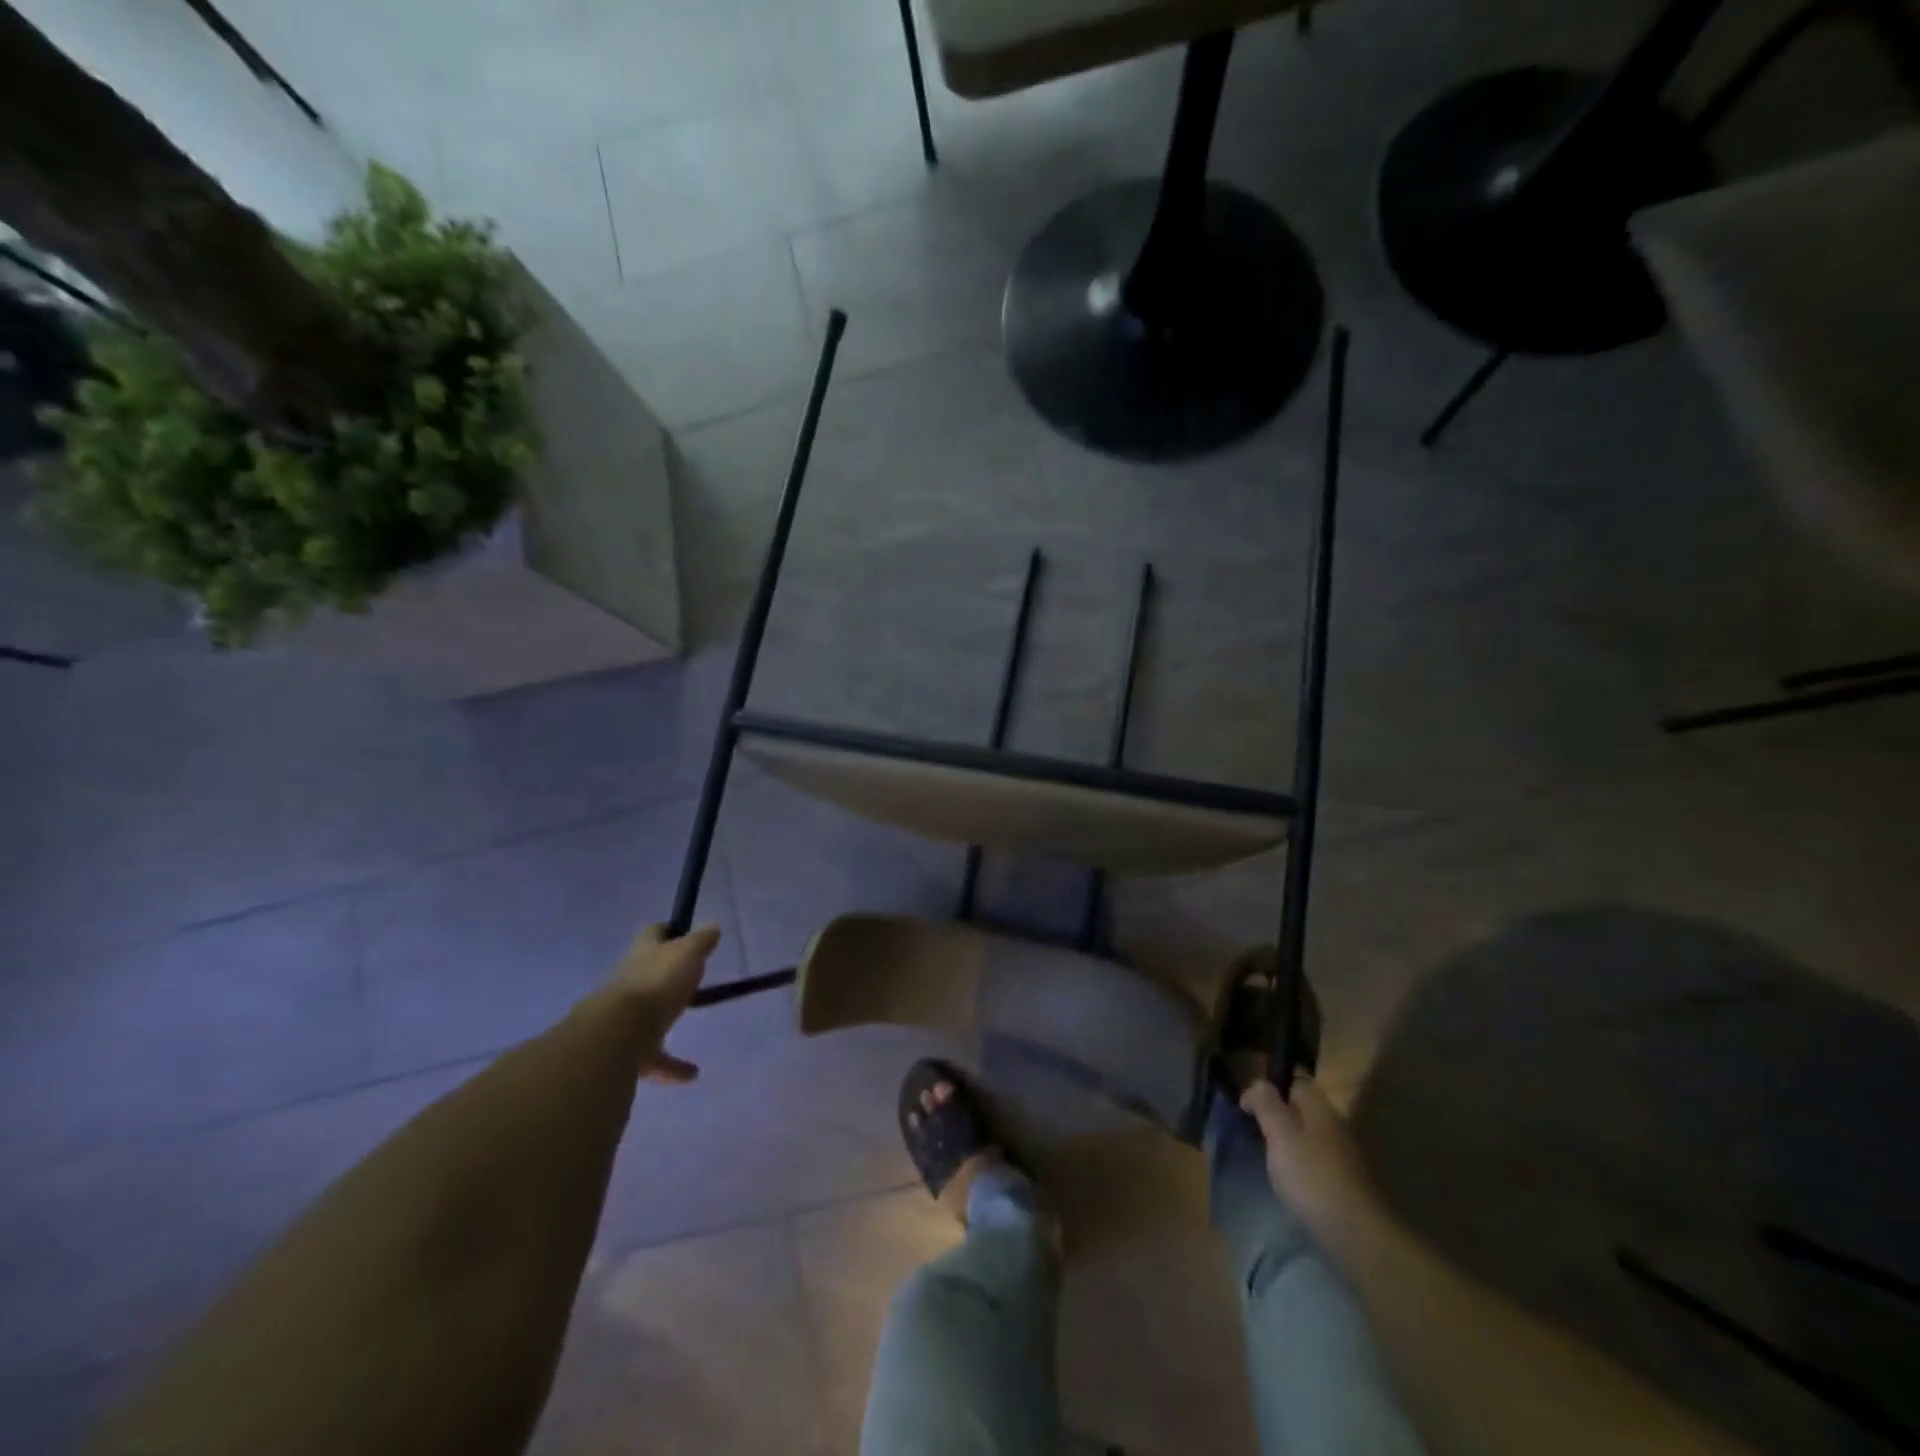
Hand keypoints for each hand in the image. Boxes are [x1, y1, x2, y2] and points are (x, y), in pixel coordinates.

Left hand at [606, 923, 719, 1084]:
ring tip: (689, 1024)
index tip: (683, 933)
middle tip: (689, 977)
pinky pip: (653, 1056)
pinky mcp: (626, 1049)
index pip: (653, 933)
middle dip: (663, 974)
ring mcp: (624, 1016)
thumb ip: (701, 941)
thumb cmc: (658, 983)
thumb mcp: (688, 953)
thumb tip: (713, 926)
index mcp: (643, 953)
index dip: (668, 930)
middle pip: (646, 971)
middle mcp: (629, 980)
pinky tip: (691, 1074)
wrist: (618, 1034)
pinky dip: (672, 1065)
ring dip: (664, 1018)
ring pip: (646, 1014)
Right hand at [1240, 1074, 1380, 1236]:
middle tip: (1253, 1131)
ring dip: (1289, 1141)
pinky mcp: (1347, 1184)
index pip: (1295, 1080)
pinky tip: (1290, 1181)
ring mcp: (1345, 1156)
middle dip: (1279, 1114)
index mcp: (1320, 1107)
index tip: (1247, 1105)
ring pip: (1310, 1136)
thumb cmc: (1311, 1176)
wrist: (1357, 1235)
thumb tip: (1258, 1083)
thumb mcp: (1280, 1133)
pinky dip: (1301, 1164)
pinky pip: (1317, 1161)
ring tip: (1267, 1157)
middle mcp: (1336, 1125)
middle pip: (1303, 1109)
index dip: (1270, 1086)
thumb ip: (1266, 1103)